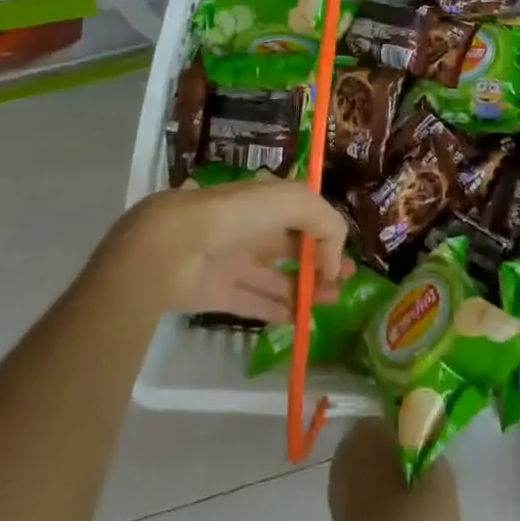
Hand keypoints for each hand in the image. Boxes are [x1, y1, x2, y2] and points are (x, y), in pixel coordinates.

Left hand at [122, 179, 352, 322]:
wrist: (174, 247)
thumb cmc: (237, 215)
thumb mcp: (294, 200)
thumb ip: (325, 222)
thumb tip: (333, 260)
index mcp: (266, 199)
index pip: (304, 214)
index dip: (326, 233)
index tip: (342, 258)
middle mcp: (252, 227)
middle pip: (293, 246)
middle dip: (321, 261)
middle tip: (345, 281)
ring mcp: (235, 260)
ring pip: (277, 276)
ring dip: (306, 289)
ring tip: (332, 302)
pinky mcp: (219, 292)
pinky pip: (254, 303)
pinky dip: (278, 311)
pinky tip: (300, 321)